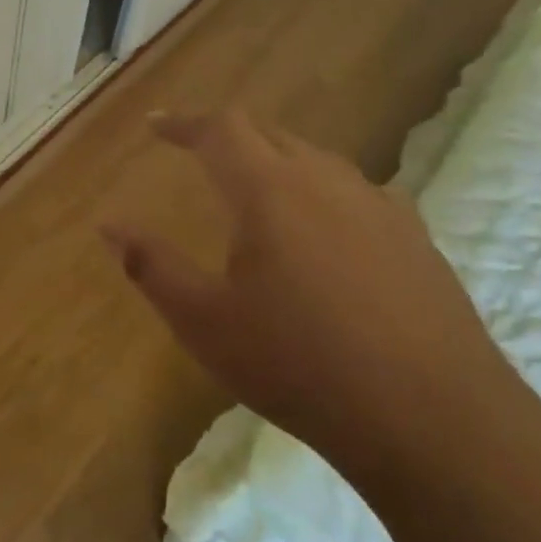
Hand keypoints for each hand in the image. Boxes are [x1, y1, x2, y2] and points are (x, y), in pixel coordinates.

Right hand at [101, 111, 510, 475]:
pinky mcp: (415, 238)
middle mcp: (326, 181)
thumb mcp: (204, 321)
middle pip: (270, 134)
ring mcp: (379, 206)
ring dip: (276, 161)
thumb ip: (151, 265)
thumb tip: (108, 223)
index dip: (184, 123)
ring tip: (255, 190)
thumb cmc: (298, 364)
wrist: (432, 419)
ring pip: (316, 160)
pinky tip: (324, 232)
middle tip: (198, 152)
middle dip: (228, 135)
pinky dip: (321, 193)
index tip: (156, 126)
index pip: (221, 129)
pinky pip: (355, 192)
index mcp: (270, 191)